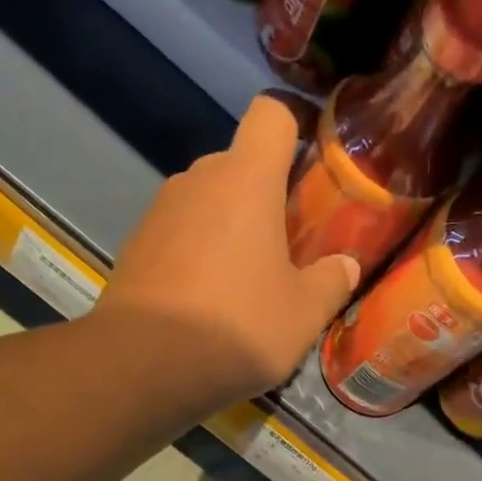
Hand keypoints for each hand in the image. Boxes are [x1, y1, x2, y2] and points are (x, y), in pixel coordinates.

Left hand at [92, 95, 359, 412]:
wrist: (143, 366)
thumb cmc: (238, 327)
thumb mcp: (304, 314)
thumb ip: (331, 281)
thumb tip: (345, 265)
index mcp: (246, 181)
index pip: (271, 115)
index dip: (294, 126)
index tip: (311, 162)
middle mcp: (198, 180)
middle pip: (240, 164)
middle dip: (266, 194)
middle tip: (289, 243)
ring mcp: (159, 212)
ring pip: (208, 202)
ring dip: (230, 227)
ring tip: (249, 281)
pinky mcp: (135, 246)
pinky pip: (179, 234)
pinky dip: (198, 254)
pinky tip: (209, 302)